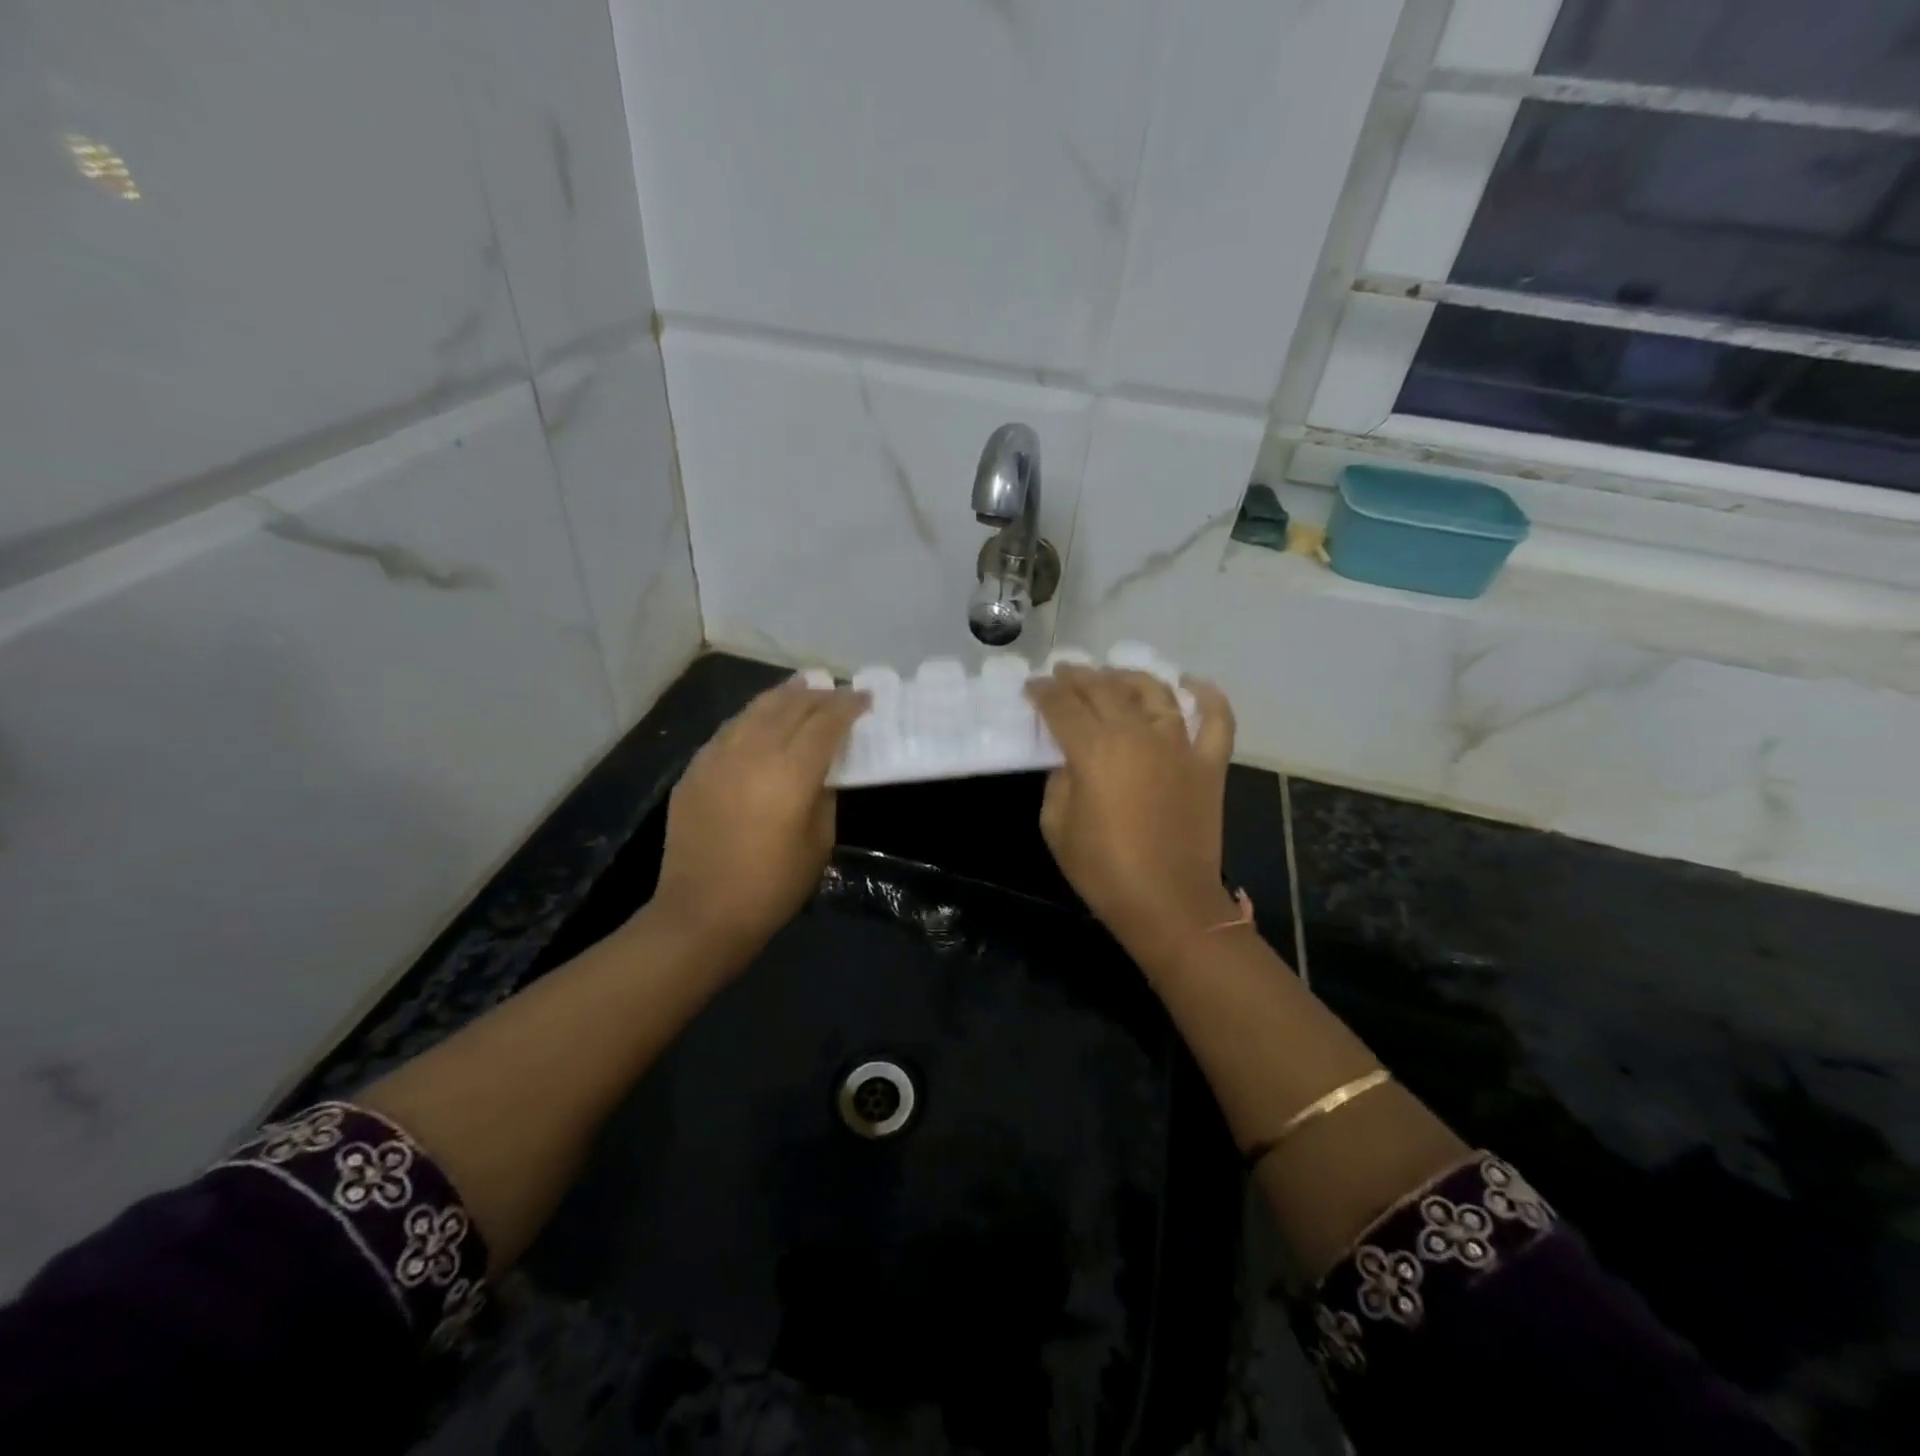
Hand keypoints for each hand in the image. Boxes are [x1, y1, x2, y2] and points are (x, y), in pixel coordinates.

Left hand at [648, 679, 868, 963]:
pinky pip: (729, 729)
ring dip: (783, 695)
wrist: (701, 913)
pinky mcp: (695, 769)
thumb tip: (824, 770)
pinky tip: (761, 718)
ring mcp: (718, 757)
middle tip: (837, 692)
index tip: (865, 698)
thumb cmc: (772, 886)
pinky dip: (753, 716)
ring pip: (755, 709)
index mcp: (791, 772)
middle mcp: (753, 752)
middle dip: (818, 695)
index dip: (848, 706)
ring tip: (802, 686)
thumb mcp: (819, 843)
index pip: (826, 723)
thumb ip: (824, 796)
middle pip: (791, 706)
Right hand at [1025, 665, 1237, 968]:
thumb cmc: (1103, 869)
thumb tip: (1070, 760)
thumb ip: (1058, 782)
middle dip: (1079, 677)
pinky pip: (1216, 719)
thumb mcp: (1056, 826)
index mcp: (1094, 750)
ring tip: (1113, 675)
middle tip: (1064, 673)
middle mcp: (1137, 734)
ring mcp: (1179, 745)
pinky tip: (1191, 683)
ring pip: (1155, 692)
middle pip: (1104, 689)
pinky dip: (1207, 696)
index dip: (1043, 692)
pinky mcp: (1209, 763)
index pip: (1062, 706)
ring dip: (1130, 676)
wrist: (1168, 903)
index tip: (1033, 687)